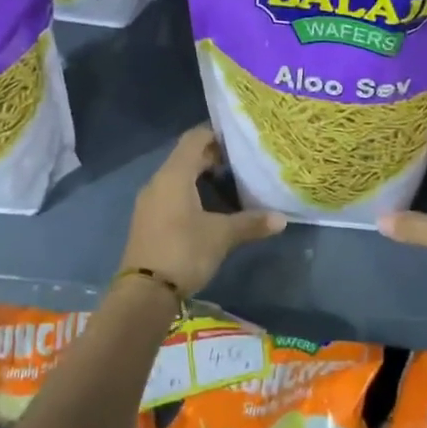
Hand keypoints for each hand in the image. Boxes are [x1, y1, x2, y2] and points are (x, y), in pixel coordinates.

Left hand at [123, 125, 284, 296]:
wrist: (144, 293)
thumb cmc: (184, 252)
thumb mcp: (221, 236)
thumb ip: (250, 223)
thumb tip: (282, 218)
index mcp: (174, 175)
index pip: (194, 138)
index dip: (216, 134)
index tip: (239, 140)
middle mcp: (158, 181)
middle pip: (186, 156)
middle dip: (213, 156)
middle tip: (241, 163)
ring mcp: (150, 202)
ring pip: (177, 177)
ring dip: (201, 176)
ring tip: (230, 184)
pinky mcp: (147, 220)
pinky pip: (170, 194)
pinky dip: (190, 193)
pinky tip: (209, 209)